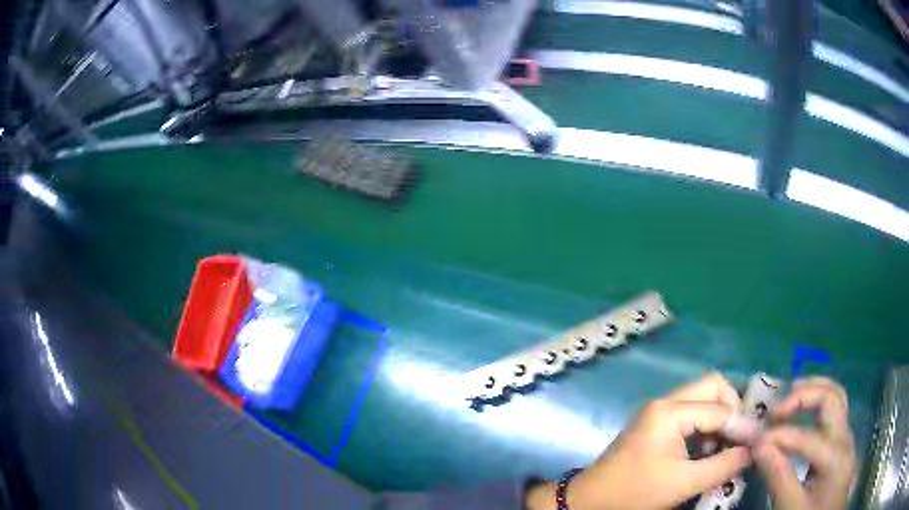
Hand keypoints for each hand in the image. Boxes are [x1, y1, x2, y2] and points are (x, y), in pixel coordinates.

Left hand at [526, 372, 752, 509]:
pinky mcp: (655, 423)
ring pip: (703, 398)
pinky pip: (690, 413)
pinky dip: (705, 426)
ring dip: (719, 418)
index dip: (742, 425)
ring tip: (723, 447)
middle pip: (713, 387)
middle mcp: (665, 402)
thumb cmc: (635, 492)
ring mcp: (658, 411)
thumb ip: (723, 465)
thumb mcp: (684, 483)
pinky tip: (707, 450)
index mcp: (670, 412)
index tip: (757, 442)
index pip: (720, 408)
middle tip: (739, 437)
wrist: (590, 500)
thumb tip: (753, 451)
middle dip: (732, 409)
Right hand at [753, 377, 855, 509]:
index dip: (779, 437)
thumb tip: (758, 446)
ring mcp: (845, 437)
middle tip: (775, 409)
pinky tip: (802, 412)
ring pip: (835, 397)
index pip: (807, 437)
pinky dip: (816, 404)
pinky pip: (832, 411)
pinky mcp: (841, 442)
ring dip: (812, 392)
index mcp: (836, 456)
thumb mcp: (792, 506)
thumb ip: (779, 477)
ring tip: (789, 395)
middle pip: (831, 398)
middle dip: (803, 396)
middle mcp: (845, 438)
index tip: (753, 443)